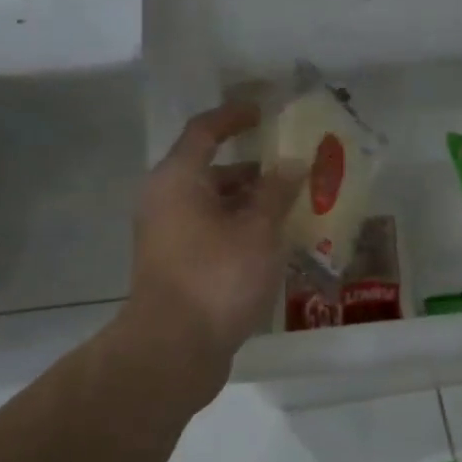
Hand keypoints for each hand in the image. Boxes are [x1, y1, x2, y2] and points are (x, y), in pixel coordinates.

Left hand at [125, 102, 303, 364]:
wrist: (174, 349)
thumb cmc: (216, 277)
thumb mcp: (258, 230)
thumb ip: (276, 192)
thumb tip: (291, 163)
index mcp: (178, 179)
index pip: (204, 131)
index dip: (234, 116)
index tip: (264, 112)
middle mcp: (166, 201)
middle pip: (211, 171)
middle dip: (254, 170)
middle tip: (295, 169)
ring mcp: (168, 237)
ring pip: (214, 207)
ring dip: (251, 205)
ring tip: (295, 209)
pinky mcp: (177, 267)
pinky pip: (212, 235)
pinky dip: (240, 232)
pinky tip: (275, 245)